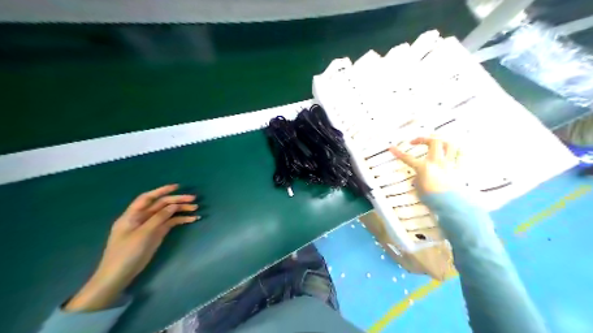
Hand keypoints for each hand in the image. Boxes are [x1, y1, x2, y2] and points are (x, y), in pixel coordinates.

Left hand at [65, 184, 197, 311]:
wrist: (119, 275)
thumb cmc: (126, 253)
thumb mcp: (143, 234)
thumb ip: (158, 218)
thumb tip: (173, 206)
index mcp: (133, 215)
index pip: (147, 198)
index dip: (161, 190)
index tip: (177, 187)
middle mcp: (142, 218)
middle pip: (161, 205)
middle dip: (177, 200)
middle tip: (193, 199)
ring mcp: (150, 226)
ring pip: (167, 213)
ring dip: (181, 210)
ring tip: (196, 209)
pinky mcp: (156, 234)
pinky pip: (170, 223)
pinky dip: (180, 220)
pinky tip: (191, 219)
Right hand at [390, 138, 462, 194]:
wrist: (451, 205)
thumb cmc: (432, 199)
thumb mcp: (419, 189)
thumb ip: (418, 179)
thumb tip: (419, 177)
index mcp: (424, 167)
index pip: (407, 158)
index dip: (398, 153)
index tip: (391, 148)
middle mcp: (437, 162)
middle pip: (434, 141)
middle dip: (424, 138)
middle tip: (416, 141)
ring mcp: (450, 164)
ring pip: (449, 144)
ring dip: (442, 141)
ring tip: (436, 142)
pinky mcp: (460, 169)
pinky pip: (461, 156)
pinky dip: (457, 152)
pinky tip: (453, 152)